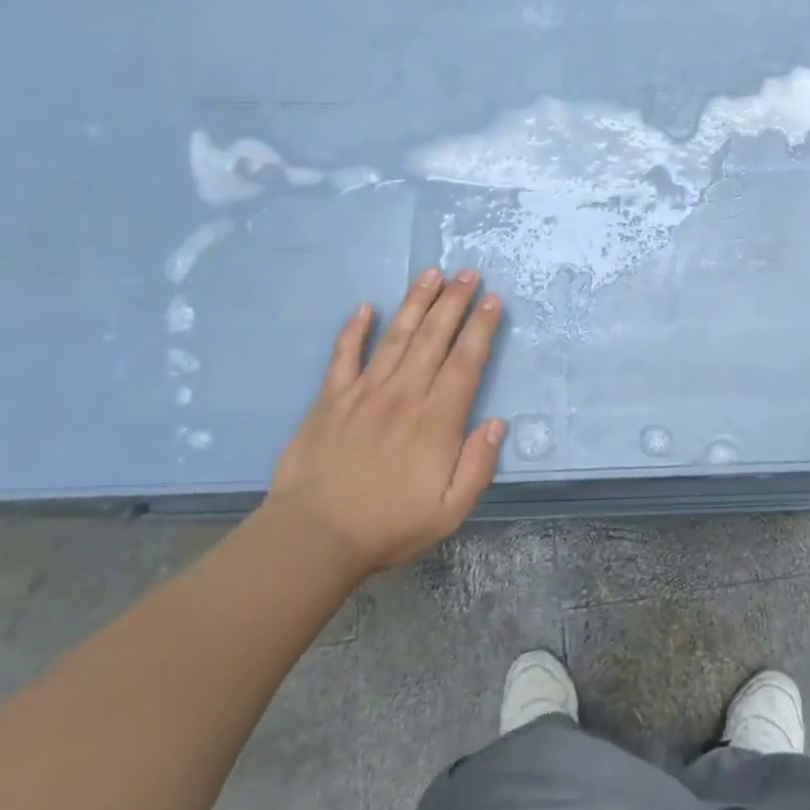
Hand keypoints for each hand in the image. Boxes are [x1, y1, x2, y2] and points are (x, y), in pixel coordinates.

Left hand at [265, 269, 505, 574]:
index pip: (466, 362)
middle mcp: (404, 394)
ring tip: (431, 274)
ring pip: (395, 336)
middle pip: (433, 338)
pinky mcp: (329, 399)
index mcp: (436, 419)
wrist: (314, 537)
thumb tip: (496, 423)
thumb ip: (478, 465)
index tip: (492, 299)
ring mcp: (364, 392)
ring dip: (415, 303)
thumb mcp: (450, 510)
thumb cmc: (389, 525)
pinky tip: (365, 307)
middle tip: (468, 272)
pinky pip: (343, 356)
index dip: (481, 328)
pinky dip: (354, 330)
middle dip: (453, 302)